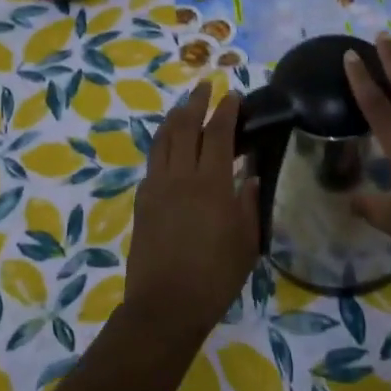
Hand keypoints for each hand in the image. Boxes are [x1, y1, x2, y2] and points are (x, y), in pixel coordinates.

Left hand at [124, 84, 260, 330]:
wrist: (166, 304)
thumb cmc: (216, 275)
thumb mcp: (247, 241)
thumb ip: (249, 203)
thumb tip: (249, 176)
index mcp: (211, 183)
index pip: (218, 133)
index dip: (226, 110)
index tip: (234, 95)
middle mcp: (179, 176)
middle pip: (184, 126)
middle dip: (195, 102)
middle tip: (204, 86)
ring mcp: (156, 187)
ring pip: (162, 140)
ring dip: (174, 118)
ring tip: (183, 106)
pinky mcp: (141, 202)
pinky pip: (152, 164)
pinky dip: (162, 147)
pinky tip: (168, 149)